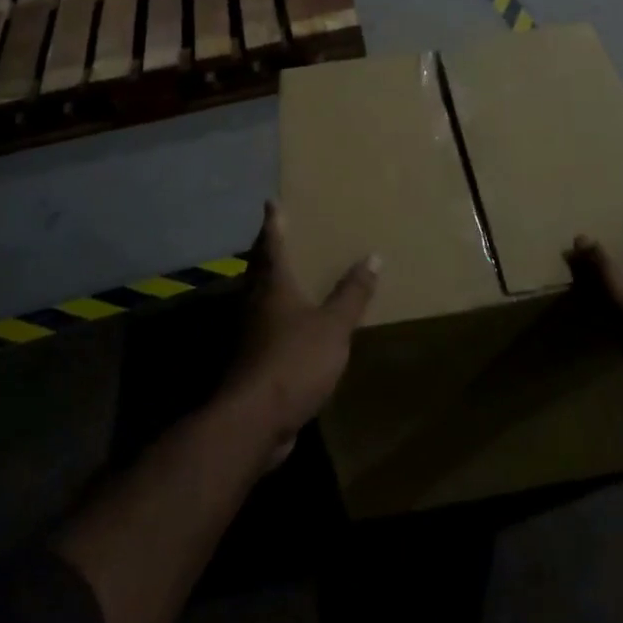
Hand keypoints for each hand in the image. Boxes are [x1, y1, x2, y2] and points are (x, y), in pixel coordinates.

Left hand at [225, 201, 379, 467]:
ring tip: (291, 276)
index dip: (273, 224)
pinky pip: (266, 328)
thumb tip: (373, 255)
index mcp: (272, 287)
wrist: (254, 419)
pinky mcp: (252, 361)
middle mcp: (254, 304)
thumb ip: (352, 293)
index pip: (271, 245)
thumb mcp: (333, 326)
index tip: (271, 203)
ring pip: (259, 299)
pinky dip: (278, 318)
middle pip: (259, 270)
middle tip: (279, 235)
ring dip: (271, 284)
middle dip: (268, 251)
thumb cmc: (294, 360)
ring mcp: (249, 334)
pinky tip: (293, 326)